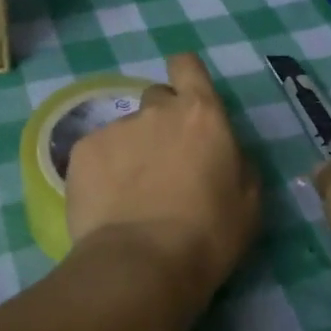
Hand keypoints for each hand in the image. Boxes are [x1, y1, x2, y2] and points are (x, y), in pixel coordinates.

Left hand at [64, 54, 261, 303]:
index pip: (187, 65)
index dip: (185, 76)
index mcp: (201, 114)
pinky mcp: (83, 150)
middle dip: (161, 122)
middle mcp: (156, 110)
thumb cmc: (208, 236)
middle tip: (164, 164)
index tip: (185, 98)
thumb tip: (221, 150)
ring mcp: (116, 127)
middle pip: (157, 99)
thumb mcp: (247, 200)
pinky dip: (103, 171)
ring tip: (132, 196)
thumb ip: (235, 160)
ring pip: (126, 131)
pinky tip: (109, 204)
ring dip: (131, 152)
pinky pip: (98, 152)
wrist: (141, 265)